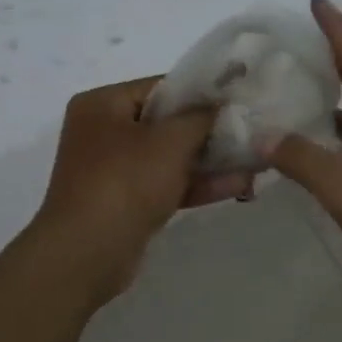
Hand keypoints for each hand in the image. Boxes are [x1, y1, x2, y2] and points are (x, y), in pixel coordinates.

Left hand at [31, 76, 252, 301]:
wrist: (86, 254)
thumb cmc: (125, 182)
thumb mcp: (169, 141)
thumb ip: (200, 117)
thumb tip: (220, 104)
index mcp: (102, 105)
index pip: (160, 87)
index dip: (201, 92)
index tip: (238, 98)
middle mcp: (103, 132)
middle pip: (166, 123)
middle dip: (209, 130)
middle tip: (252, 129)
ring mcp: (113, 170)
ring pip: (169, 157)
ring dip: (209, 160)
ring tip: (255, 160)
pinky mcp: (126, 203)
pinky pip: (166, 185)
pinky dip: (197, 184)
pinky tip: (239, 185)